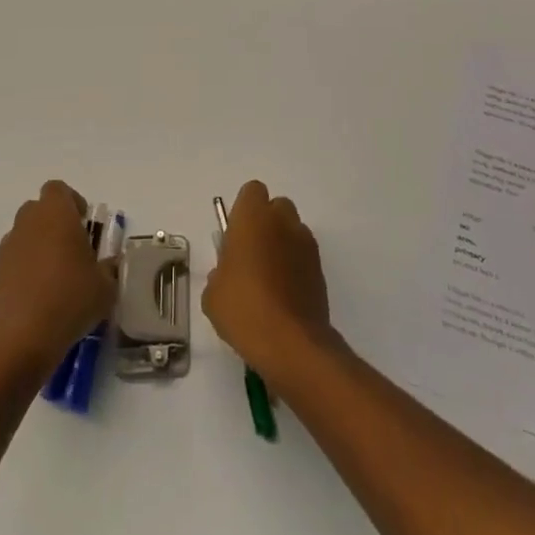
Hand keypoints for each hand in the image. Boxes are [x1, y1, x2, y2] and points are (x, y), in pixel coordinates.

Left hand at [0, 181, 117, 374]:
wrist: (20, 338)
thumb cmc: (70, 298)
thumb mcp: (106, 286)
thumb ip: (109, 268)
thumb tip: (108, 265)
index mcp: (56, 213)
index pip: (58, 189)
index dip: (72, 202)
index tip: (85, 224)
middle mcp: (28, 223)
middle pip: (39, 210)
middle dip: (55, 223)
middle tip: (74, 249)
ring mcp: (8, 248)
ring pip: (26, 235)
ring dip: (40, 246)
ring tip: (58, 277)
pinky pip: (15, 261)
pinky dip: (27, 270)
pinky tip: (41, 297)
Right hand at [202, 181, 336, 386]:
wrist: (290, 342)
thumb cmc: (243, 308)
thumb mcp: (213, 293)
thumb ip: (220, 272)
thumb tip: (228, 273)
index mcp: (253, 217)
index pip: (252, 192)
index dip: (243, 210)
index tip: (234, 235)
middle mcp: (283, 221)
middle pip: (276, 207)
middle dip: (265, 223)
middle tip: (250, 254)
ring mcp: (306, 244)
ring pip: (292, 231)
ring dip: (282, 244)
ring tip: (268, 279)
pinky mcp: (320, 268)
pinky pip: (303, 256)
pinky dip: (294, 266)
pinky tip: (282, 295)